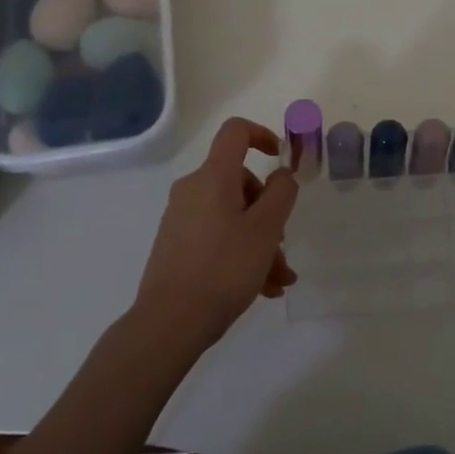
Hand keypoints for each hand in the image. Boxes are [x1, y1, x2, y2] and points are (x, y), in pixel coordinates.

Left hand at [134, 117, 299, 346]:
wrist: (170, 321)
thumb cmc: (224, 267)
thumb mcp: (266, 229)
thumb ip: (281, 193)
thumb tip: (280, 174)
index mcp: (213, 176)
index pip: (236, 132)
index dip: (263, 135)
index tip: (282, 160)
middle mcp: (193, 190)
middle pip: (240, 183)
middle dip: (269, 212)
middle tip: (283, 247)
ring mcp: (182, 219)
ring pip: (233, 217)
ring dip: (261, 242)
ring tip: (278, 280)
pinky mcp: (177, 245)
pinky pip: (218, 237)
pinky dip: (241, 253)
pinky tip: (261, 289)